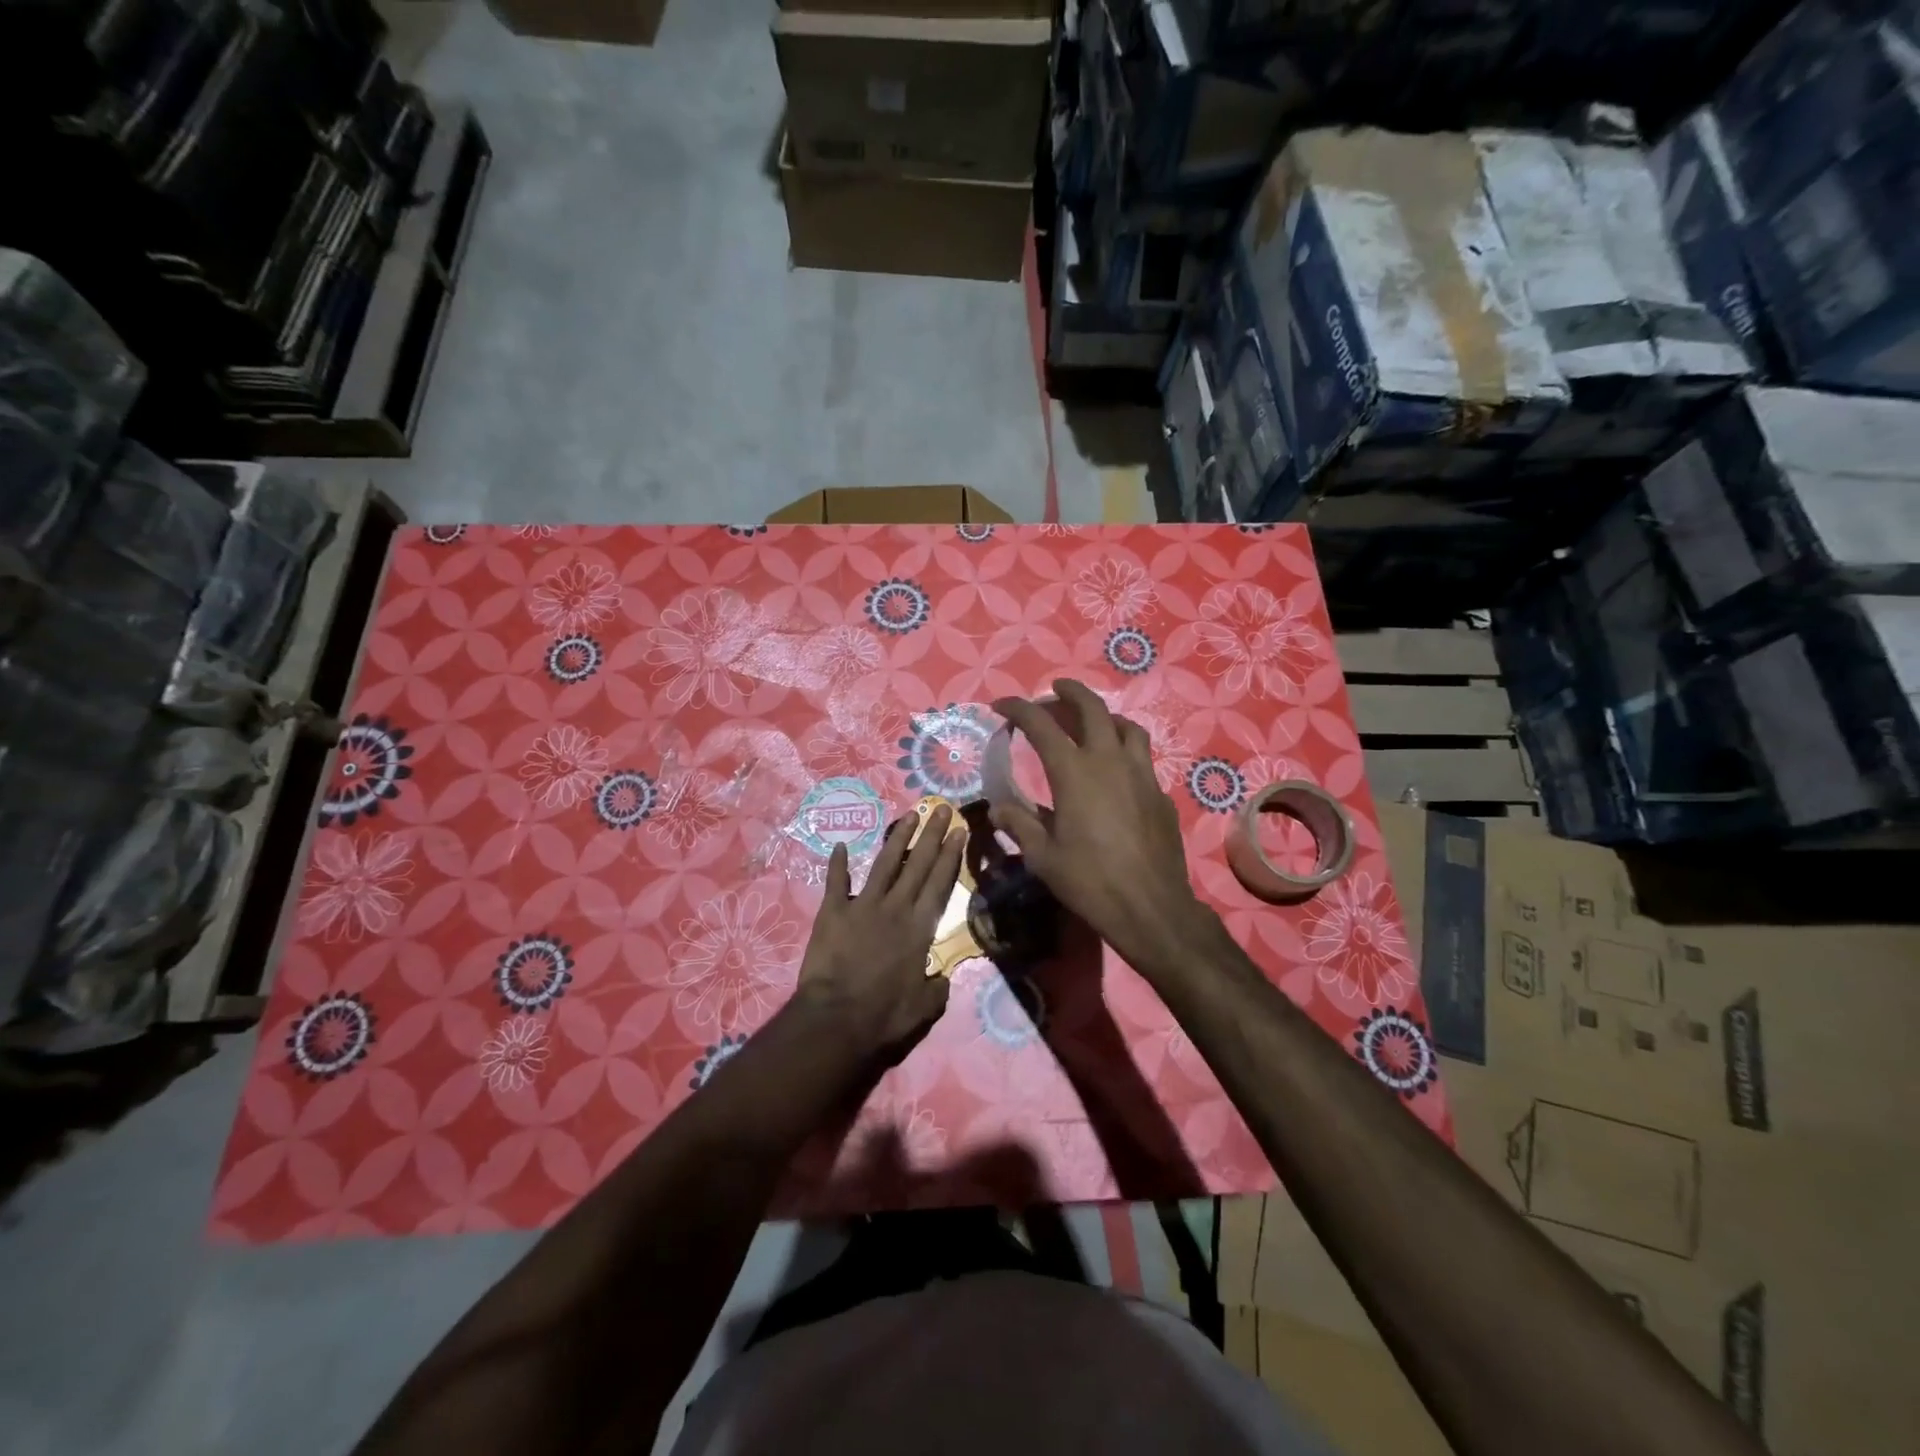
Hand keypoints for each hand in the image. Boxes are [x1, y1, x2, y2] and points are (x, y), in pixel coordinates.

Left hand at [789, 803, 965, 1061]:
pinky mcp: (832, 912)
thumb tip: (942, 978)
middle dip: (932, 834)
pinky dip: (838, 864)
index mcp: (919, 928)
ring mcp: (862, 906)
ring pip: (884, 864)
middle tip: (941, 808)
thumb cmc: (884, 1016)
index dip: (951, 855)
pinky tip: (841, 846)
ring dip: (898, 838)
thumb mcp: (924, 1008)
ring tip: (909, 815)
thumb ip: (937, 988)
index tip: (959, 830)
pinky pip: (836, 882)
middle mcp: (895, 908)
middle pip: (918, 864)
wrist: (836, 1019)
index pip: (940, 883)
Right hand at [989, 680, 1215, 973]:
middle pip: (1093, 708)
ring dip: (1105, 716)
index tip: (1001, 705)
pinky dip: (1124, 751)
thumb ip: (1019, 824)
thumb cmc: (1089, 881)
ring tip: (1092, 723)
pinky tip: (1116, 772)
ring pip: (1127, 727)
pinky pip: (1142, 758)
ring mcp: (1141, 775)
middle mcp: (1110, 761)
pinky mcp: (1160, 794)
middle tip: (1055, 690)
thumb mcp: (1042, 856)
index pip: (1042, 725)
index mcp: (1074, 772)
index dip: (1019, 708)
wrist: (1151, 907)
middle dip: (1070, 691)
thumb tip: (998, 808)